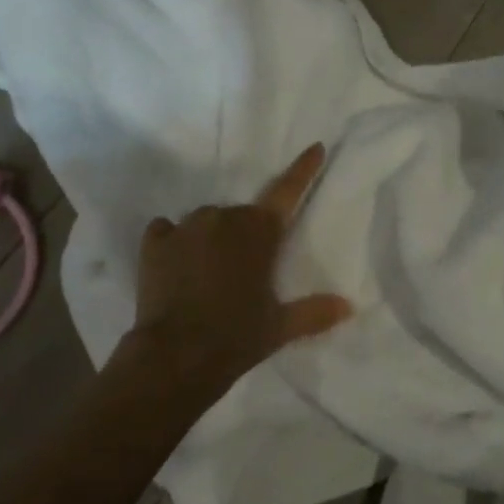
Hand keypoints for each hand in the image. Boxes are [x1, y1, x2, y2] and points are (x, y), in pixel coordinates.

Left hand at [119, 144, 352, 401]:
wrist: (176, 357)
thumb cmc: (237, 337)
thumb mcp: (280, 327)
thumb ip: (313, 312)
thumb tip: (348, 306)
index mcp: (260, 232)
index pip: (288, 192)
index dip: (303, 169)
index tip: (315, 146)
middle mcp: (224, 217)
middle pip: (241, 216)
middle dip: (245, 236)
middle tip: (243, 273)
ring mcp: (186, 226)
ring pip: (206, 222)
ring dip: (211, 239)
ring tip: (207, 275)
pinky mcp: (155, 241)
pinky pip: (167, 229)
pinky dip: (173, 241)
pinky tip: (174, 263)